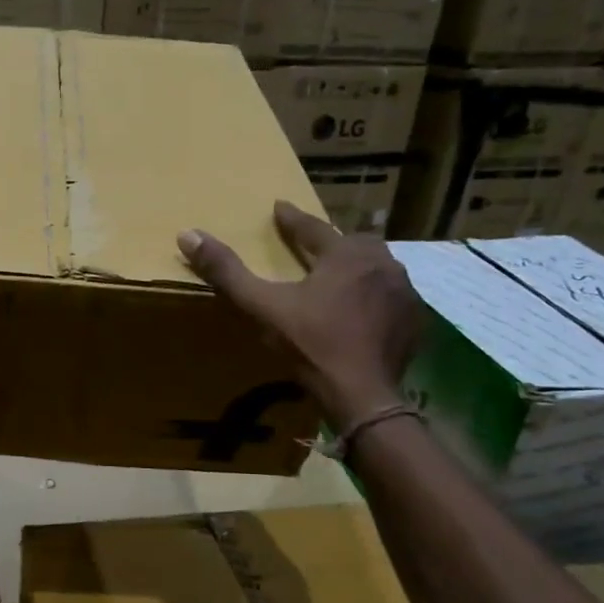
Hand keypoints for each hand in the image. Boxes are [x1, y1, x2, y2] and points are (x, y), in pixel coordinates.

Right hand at [177, 201, 424, 430]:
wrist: (362, 395)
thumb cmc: (310, 345)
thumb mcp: (262, 306)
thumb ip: (227, 271)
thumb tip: (188, 234)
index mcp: (345, 254)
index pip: (313, 227)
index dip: (292, 219)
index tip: (279, 207)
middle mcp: (381, 263)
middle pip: (353, 243)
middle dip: (331, 242)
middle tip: (313, 246)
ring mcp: (404, 292)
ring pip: (377, 267)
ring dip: (357, 267)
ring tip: (340, 276)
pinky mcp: (414, 320)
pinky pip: (393, 296)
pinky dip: (376, 295)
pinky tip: (364, 309)